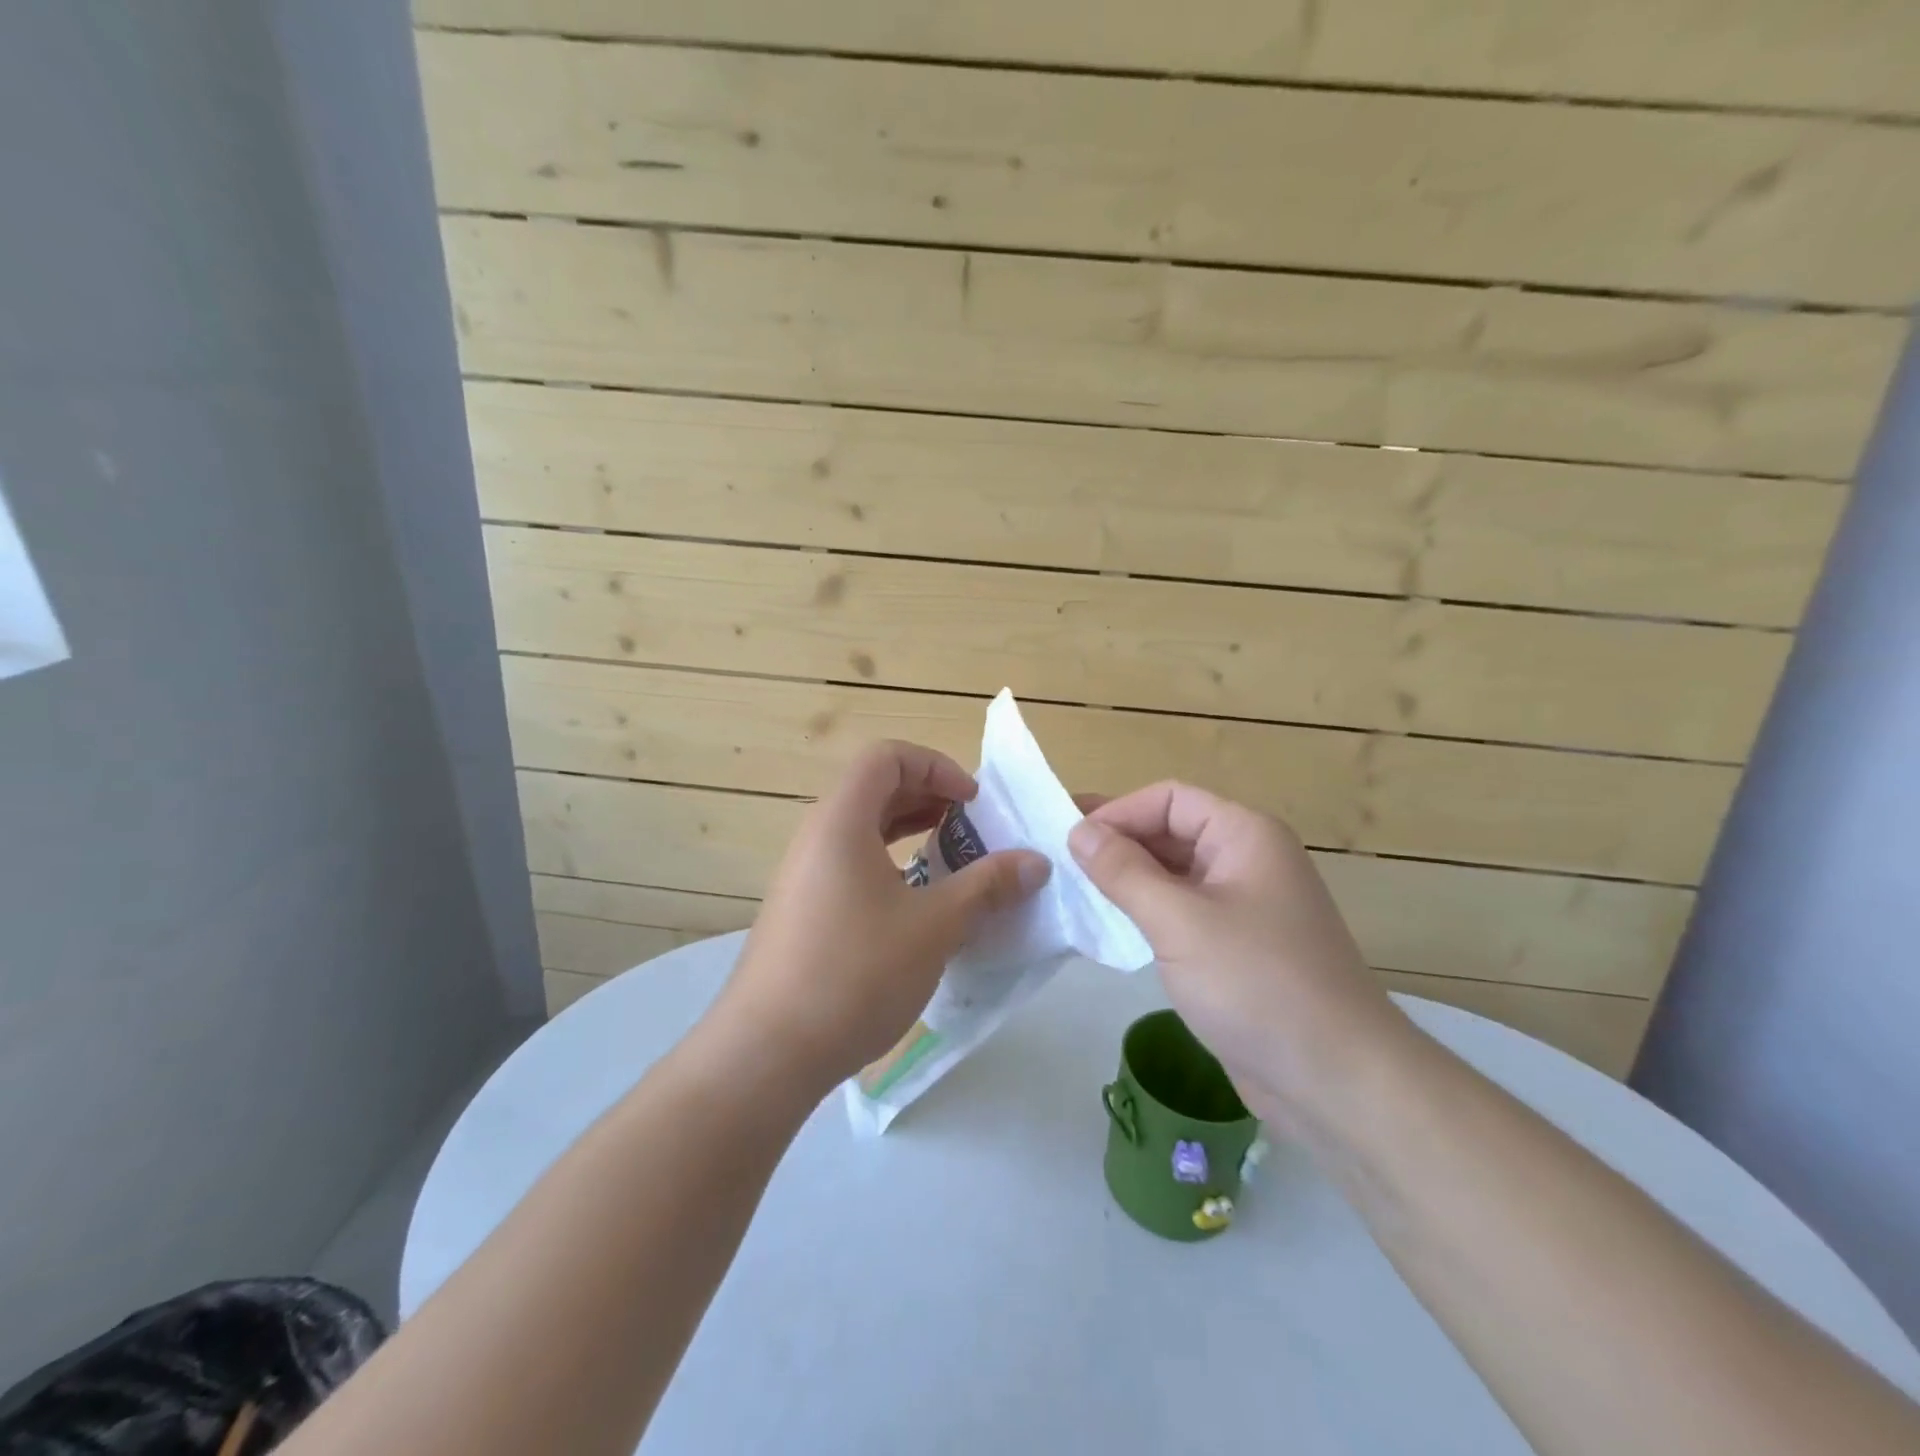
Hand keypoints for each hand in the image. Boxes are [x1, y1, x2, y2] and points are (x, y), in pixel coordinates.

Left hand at [707, 741, 1050, 1093]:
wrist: (767, 1052)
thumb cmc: (856, 973)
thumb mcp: (935, 926)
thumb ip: (987, 886)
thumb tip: (1036, 863)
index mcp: (841, 820)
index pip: (886, 757)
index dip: (936, 766)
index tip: (972, 804)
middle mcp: (816, 835)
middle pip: (874, 788)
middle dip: (928, 797)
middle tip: (971, 828)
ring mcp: (803, 874)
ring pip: (862, 828)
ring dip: (910, 831)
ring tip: (952, 859)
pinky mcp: (801, 909)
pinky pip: (850, 863)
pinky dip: (889, 864)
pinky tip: (917, 903)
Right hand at [1068, 782, 1410, 1130]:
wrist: (1337, 1080)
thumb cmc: (1257, 984)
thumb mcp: (1179, 921)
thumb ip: (1124, 871)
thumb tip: (1080, 831)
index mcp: (1245, 835)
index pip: (1169, 799)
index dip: (1118, 812)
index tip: (1070, 840)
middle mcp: (1247, 860)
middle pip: (1171, 831)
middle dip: (1118, 843)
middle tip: (1059, 861)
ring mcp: (1244, 905)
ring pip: (1174, 874)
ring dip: (1128, 878)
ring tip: (1075, 892)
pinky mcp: (1237, 947)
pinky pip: (1183, 912)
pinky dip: (1146, 912)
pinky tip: (1111, 927)